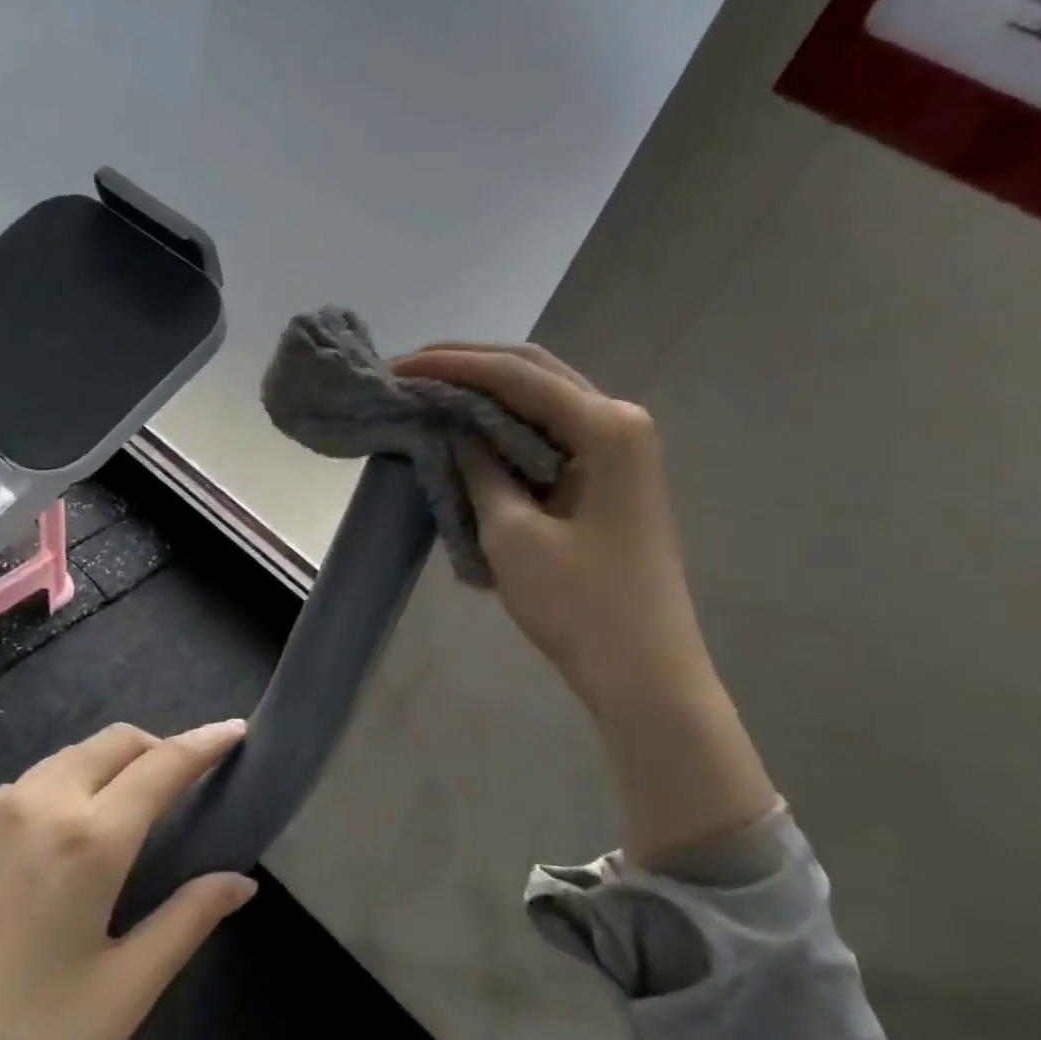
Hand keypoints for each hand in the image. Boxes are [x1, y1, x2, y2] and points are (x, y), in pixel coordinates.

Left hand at [0, 720, 255, 1039]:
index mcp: (87, 838)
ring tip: (124, 816)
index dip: (207, 742)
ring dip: (107, 767)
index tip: (237, 729)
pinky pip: (21, 788)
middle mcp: (35, 804)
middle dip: (157, 747)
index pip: (164, 764)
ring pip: (64, 760)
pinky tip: (55, 843)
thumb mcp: (117, 1000)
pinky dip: (59, 789)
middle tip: (185, 784)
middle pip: (113, 742)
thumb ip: (185, 923)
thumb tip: (240, 881)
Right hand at [392, 344, 775, 859]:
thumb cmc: (580, 605)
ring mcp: (619, 449)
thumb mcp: (512, 533)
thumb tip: (451, 425)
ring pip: (543, 399)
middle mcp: (619, 421)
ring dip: (488, 392)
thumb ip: (480, 466)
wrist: (643, 674)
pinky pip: (550, 433)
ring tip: (431, 390)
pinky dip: (507, 426)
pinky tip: (470, 429)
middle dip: (470, 365)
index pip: (516, 375)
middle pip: (535, 371)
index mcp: (606, 426)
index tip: (397, 365)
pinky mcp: (609, 477)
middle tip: (411, 368)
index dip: (451, 365)